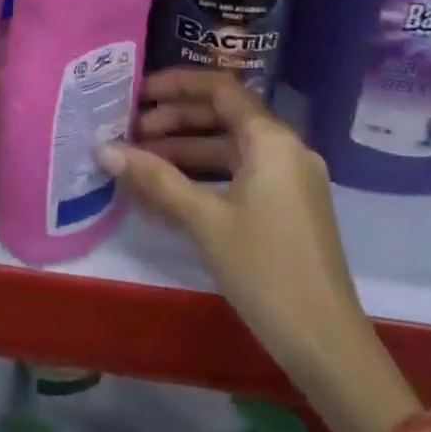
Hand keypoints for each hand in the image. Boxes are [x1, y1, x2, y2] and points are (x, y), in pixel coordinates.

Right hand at [99, 68, 370, 397]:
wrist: (327, 346)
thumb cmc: (265, 271)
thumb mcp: (205, 221)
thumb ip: (154, 178)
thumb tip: (103, 148)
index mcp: (272, 140)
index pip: (220, 89)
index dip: (176, 85)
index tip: (138, 93)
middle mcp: (284, 149)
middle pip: (223, 116)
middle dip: (175, 119)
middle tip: (131, 131)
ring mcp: (289, 179)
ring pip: (230, 147)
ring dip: (186, 149)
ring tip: (140, 159)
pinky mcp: (287, 207)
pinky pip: (240, 174)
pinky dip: (205, 175)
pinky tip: (169, 190)